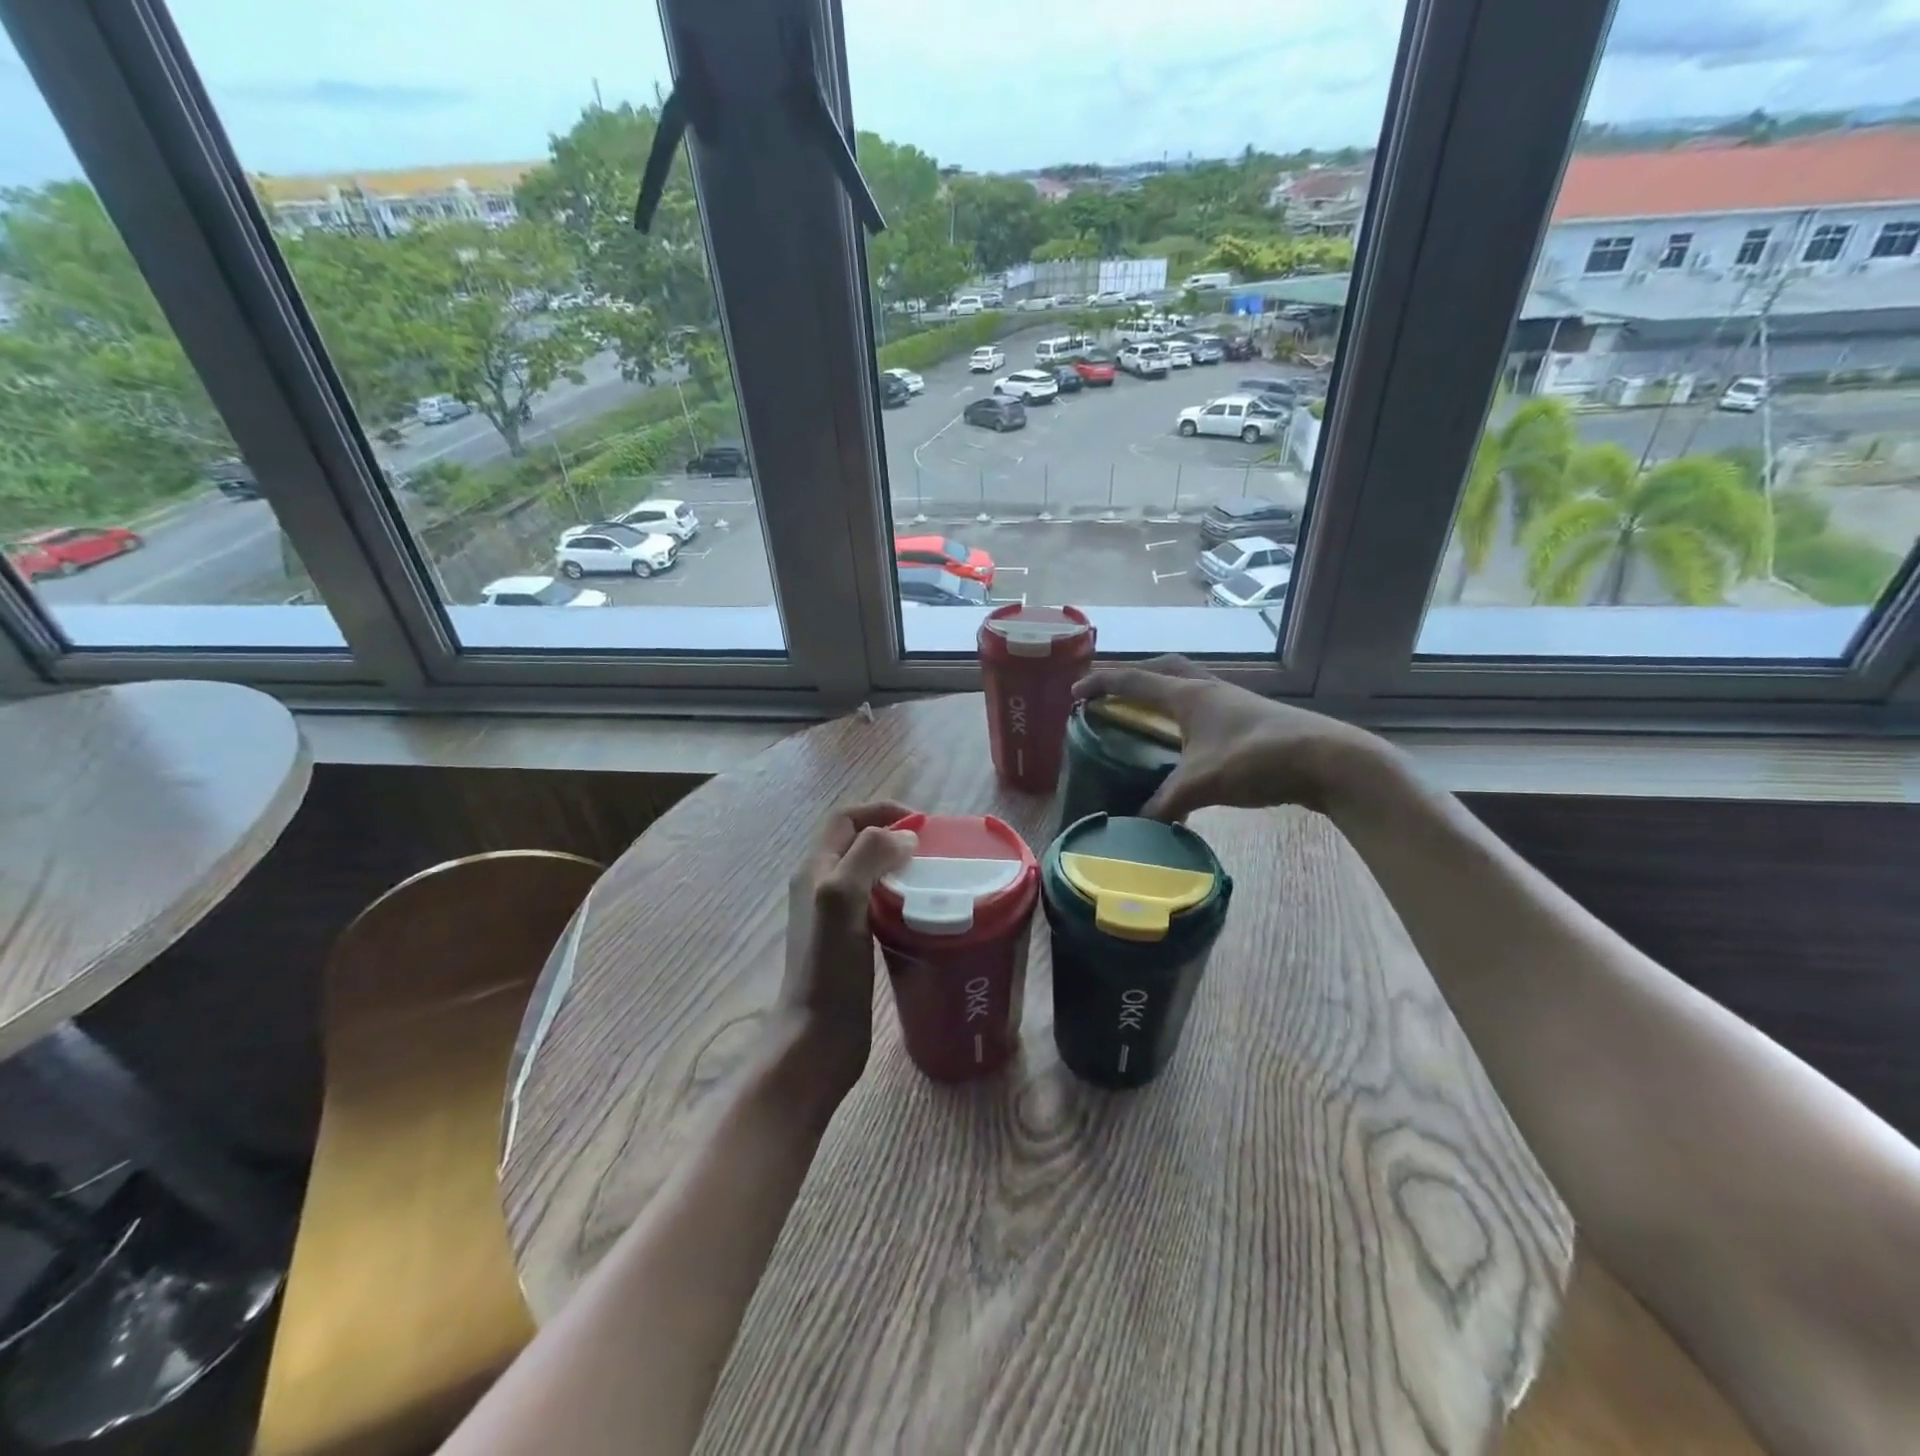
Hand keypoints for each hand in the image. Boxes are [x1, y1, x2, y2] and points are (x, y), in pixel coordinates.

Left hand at [781, 802, 918, 1090]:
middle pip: (858, 843)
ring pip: (870, 873)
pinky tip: (925, 912)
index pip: (845, 818)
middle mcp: (821, 887)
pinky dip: (901, 896)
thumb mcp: (842, 899)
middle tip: (935, 849)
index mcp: (814, 869)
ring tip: (936, 876)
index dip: (881, 810)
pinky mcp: (852, 943)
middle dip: (895, 835)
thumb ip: (867, 857)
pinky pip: (878, 903)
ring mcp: (836, 917)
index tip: (923, 824)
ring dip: (900, 866)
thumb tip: (905, 837)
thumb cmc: (829, 969)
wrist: (818, 1040)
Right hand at [1074, 656, 1387, 820]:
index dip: (1100, 685)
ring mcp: (1232, 702)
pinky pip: (1204, 706)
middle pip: (1162, 669)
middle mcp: (1207, 689)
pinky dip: (1185, 715)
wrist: (1327, 759)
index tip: (1074, 694)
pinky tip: (1187, 742)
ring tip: (1146, 713)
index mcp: (1188, 695)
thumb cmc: (1257, 759)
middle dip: (1132, 676)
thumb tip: (1136, 825)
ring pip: (1187, 685)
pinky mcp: (1249, 719)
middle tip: (1111, 693)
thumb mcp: (1202, 783)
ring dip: (1162, 691)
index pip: (1133, 681)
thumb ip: (1165, 803)